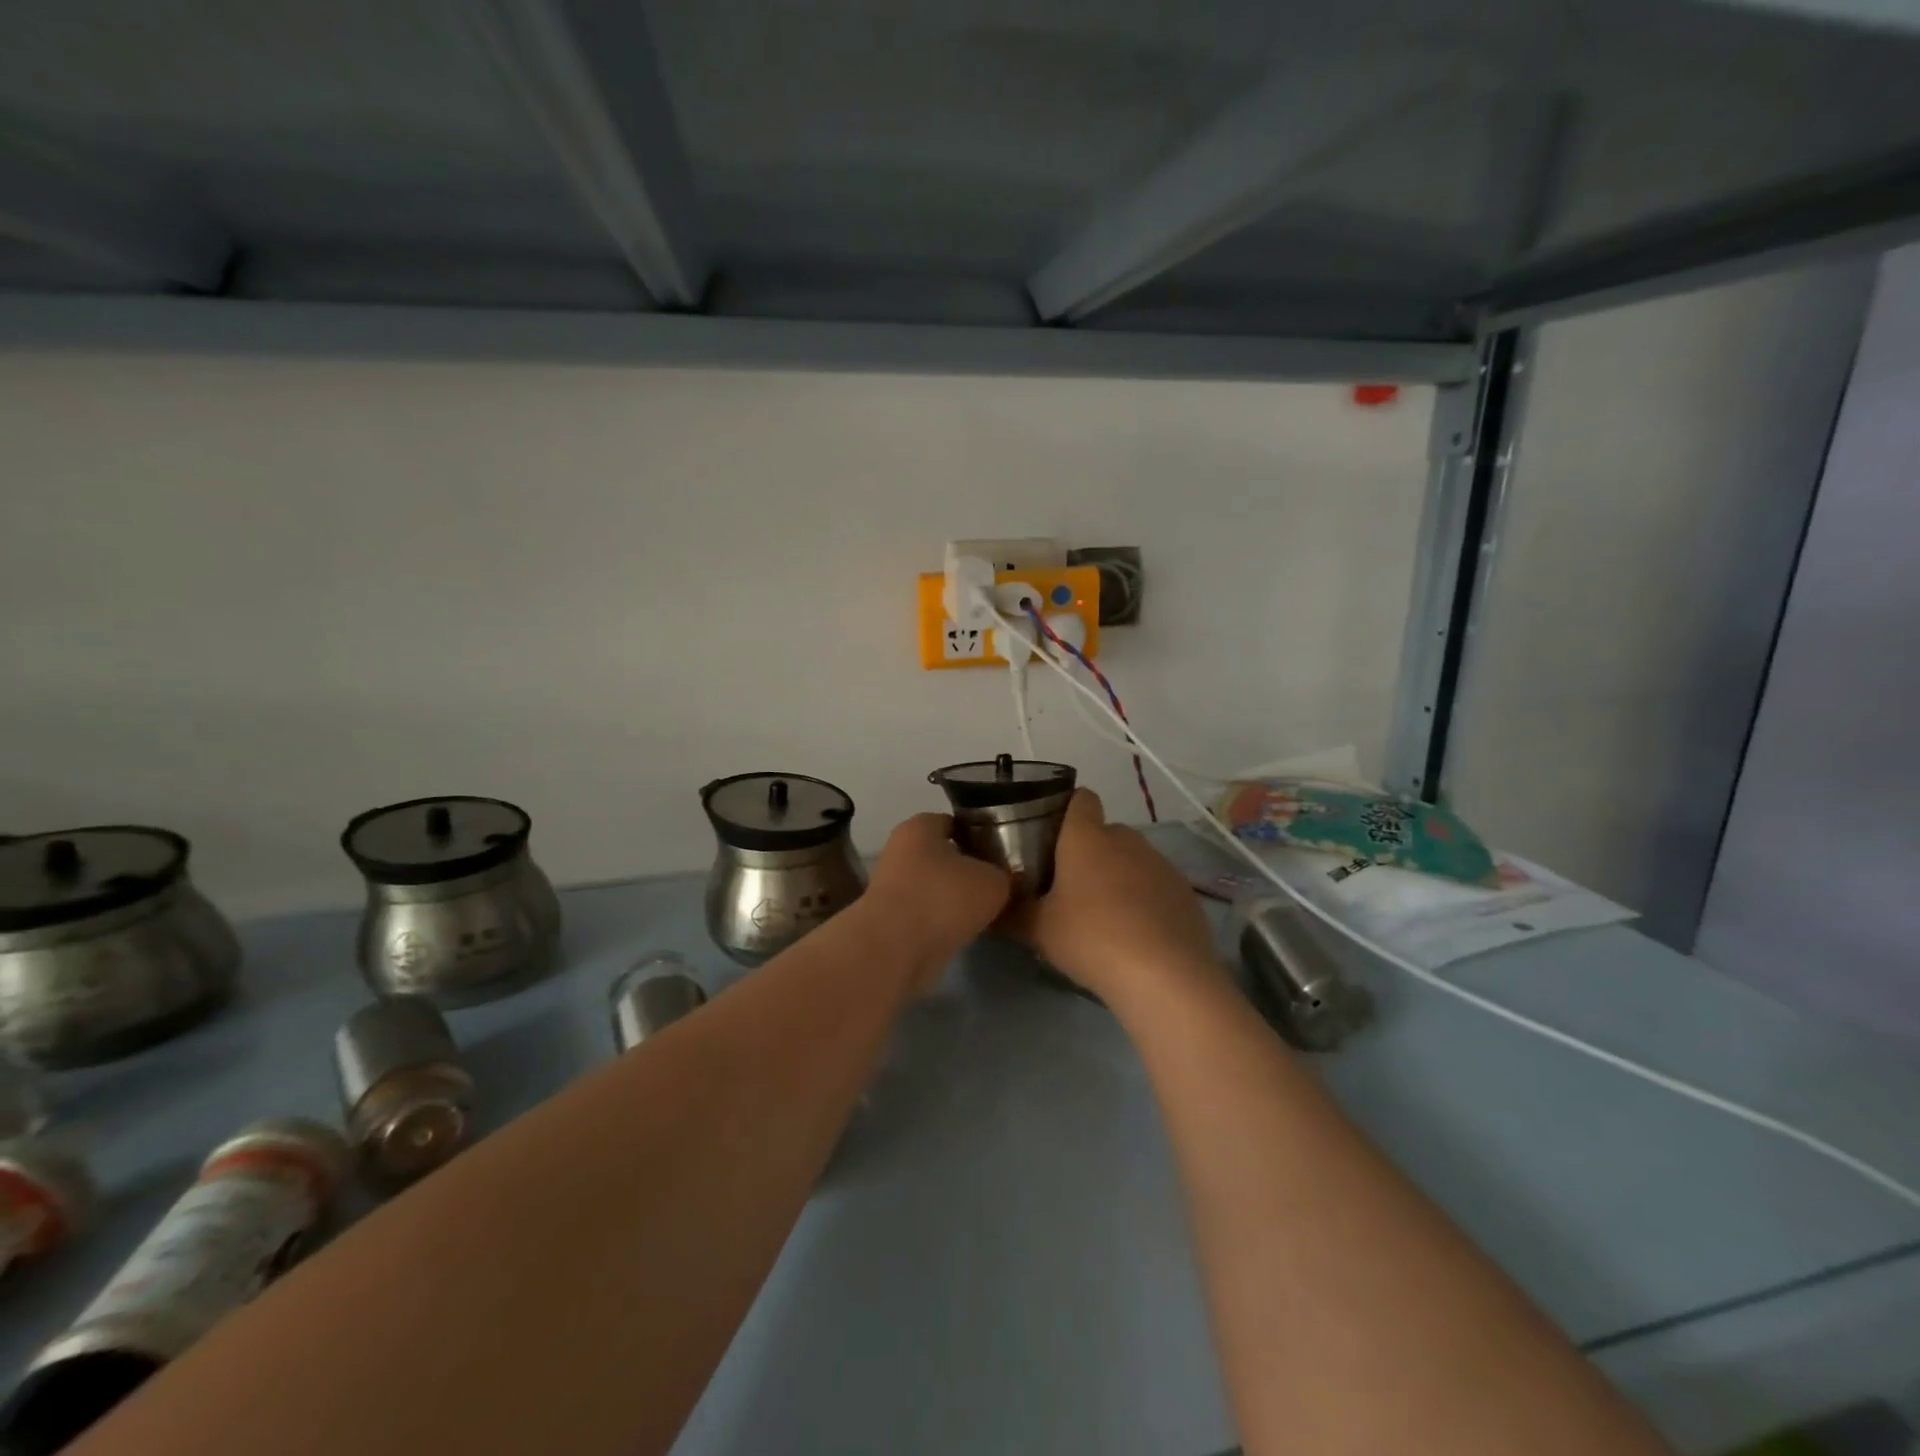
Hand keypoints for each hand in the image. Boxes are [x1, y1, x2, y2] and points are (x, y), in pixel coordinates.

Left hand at [862, 813, 1011, 990]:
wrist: (896, 949)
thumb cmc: (944, 898)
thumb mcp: (993, 881)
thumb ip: (1002, 874)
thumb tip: (1001, 880)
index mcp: (920, 826)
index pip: (954, 822)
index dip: (979, 835)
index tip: (1000, 853)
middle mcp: (900, 850)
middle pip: (942, 855)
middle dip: (967, 869)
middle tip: (996, 884)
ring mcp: (891, 886)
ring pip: (933, 886)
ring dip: (953, 899)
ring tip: (984, 912)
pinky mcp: (889, 920)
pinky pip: (925, 914)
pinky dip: (941, 922)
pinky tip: (964, 932)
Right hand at [1007, 790, 1222, 1003]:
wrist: (1165, 976)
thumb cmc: (1091, 938)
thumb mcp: (1037, 929)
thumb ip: (1011, 911)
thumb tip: (991, 904)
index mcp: (1088, 837)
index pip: (1080, 799)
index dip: (1066, 810)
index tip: (1050, 836)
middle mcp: (1127, 840)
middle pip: (1104, 832)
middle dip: (1088, 852)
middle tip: (1069, 888)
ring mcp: (1160, 864)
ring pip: (1132, 859)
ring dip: (1118, 877)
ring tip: (1104, 916)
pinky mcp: (1185, 892)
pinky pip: (1156, 885)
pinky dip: (1145, 900)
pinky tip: (1136, 934)